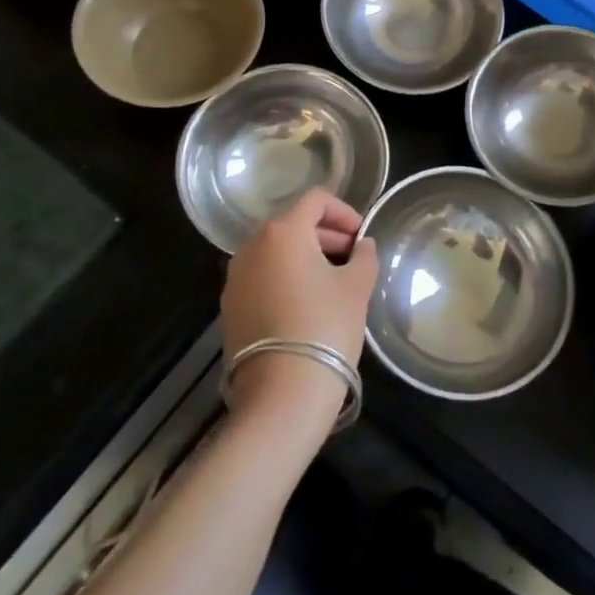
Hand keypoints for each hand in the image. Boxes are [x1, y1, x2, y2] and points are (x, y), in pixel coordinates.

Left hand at [221, 188, 378, 432]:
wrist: (281, 394)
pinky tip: (308, 305)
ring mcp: (235, 278)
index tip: (362, 236)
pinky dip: (286, 279)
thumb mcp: (357, 287)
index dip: (344, 211)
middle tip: (353, 258)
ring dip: (306, 257)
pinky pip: (263, 277)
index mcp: (283, 232)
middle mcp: (252, 246)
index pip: (315, 200)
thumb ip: (364, 256)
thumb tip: (362, 246)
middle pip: (293, 224)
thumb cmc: (325, 327)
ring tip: (334, 283)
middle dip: (326, 235)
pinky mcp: (230, 307)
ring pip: (276, 252)